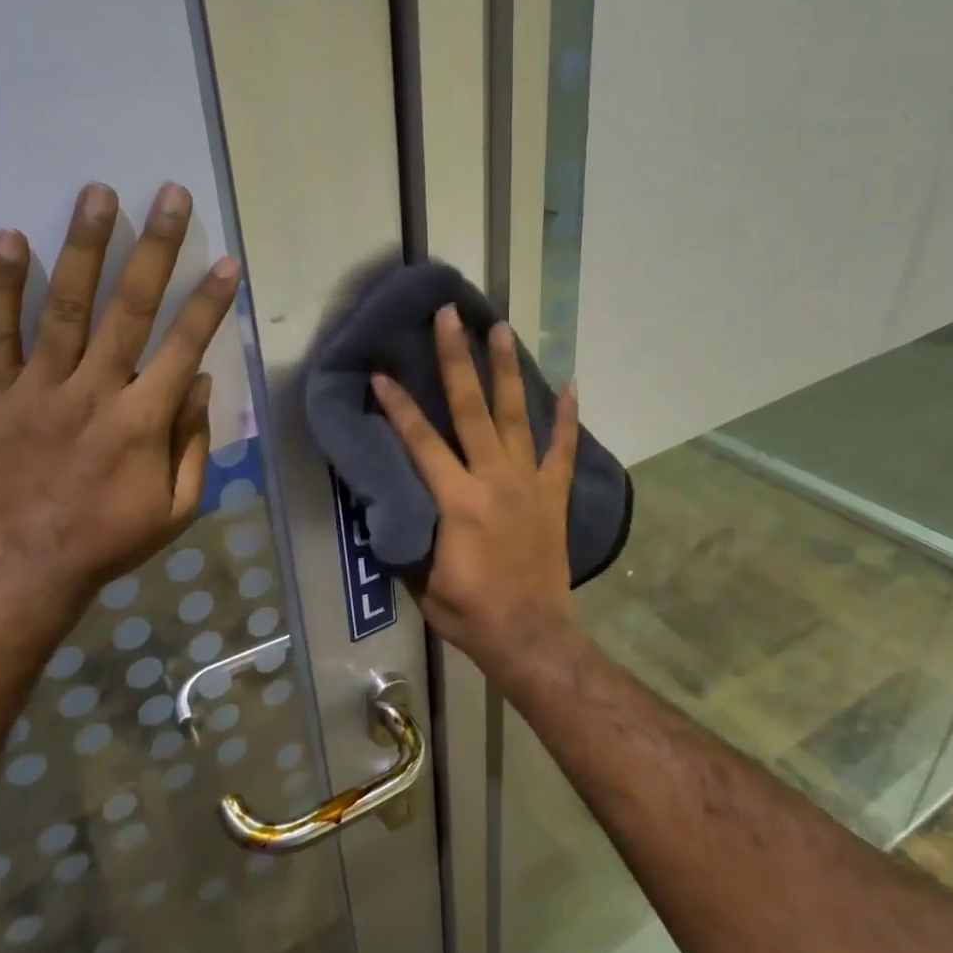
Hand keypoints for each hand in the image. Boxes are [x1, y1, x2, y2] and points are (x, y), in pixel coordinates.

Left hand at [0, 181, 240, 638]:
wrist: (25, 571)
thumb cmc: (110, 541)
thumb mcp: (177, 508)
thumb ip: (193, 443)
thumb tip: (201, 381)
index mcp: (143, 422)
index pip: (184, 346)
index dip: (209, 302)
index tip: (225, 261)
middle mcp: (95, 393)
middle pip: (130, 309)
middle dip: (154, 248)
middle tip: (168, 194)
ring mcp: (39, 391)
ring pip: (65, 308)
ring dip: (84, 247)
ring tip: (98, 193)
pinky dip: (1, 287)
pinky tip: (11, 239)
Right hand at [370, 306, 581, 681]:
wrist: (530, 635)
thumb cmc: (468, 612)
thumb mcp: (421, 577)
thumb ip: (408, 529)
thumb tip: (391, 494)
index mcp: (457, 500)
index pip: (420, 442)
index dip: (398, 406)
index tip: (381, 372)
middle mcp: (494, 479)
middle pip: (471, 409)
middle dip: (457, 359)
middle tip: (450, 317)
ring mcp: (529, 484)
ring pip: (517, 416)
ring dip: (507, 371)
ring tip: (502, 329)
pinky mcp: (553, 496)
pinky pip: (561, 449)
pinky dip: (567, 418)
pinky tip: (571, 386)